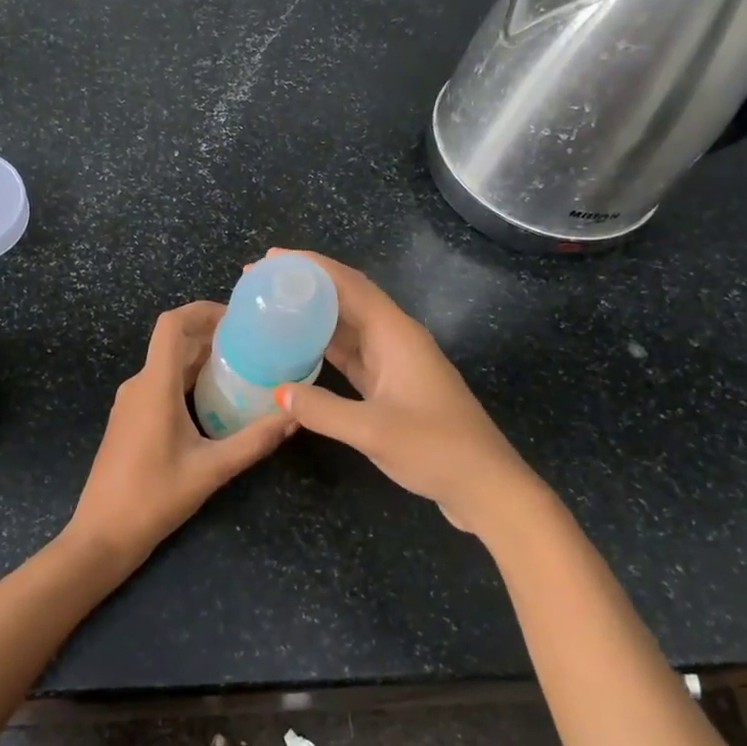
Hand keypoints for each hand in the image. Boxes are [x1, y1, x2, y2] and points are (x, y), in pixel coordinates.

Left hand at [64, 301, 292, 567]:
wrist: (102, 535)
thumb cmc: (153, 498)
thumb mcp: (211, 470)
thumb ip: (254, 441)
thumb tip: (294, 416)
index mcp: (154, 386)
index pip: (171, 324)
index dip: (202, 310)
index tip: (238, 317)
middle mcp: (138, 384)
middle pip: (174, 343)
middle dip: (212, 337)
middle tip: (255, 345)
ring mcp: (130, 402)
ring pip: (168, 364)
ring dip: (201, 360)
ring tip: (243, 369)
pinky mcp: (130, 419)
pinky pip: (161, 384)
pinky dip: (188, 380)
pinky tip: (216, 400)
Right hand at [268, 250, 539, 529]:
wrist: (485, 486)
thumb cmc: (436, 449)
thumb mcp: (373, 430)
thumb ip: (322, 409)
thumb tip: (276, 392)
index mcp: (396, 334)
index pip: (349, 285)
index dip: (310, 267)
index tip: (271, 259)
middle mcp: (395, 339)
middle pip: (346, 298)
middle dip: (306, 286)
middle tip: (261, 282)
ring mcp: (395, 363)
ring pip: (347, 326)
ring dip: (312, 315)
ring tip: (272, 308)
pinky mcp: (391, 386)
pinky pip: (351, 354)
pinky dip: (324, 347)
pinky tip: (297, 349)